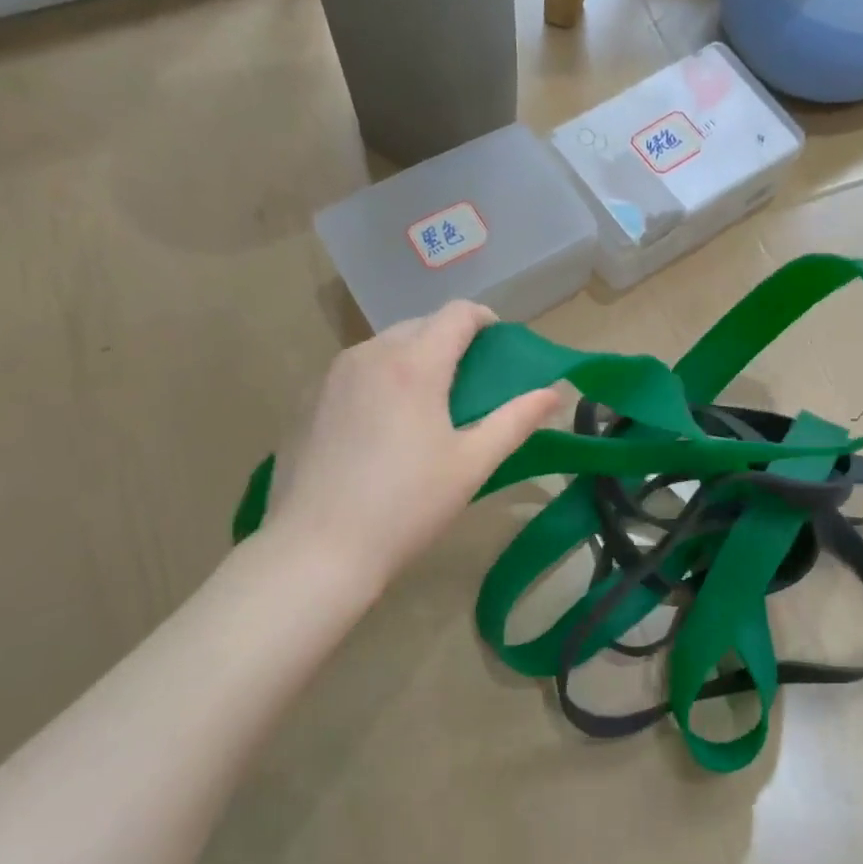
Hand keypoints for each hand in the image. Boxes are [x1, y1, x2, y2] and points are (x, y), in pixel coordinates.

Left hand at [263, 302, 561, 589]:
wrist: (317, 550)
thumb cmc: (407, 506)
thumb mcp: (473, 464)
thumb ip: (516, 420)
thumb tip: (555, 392)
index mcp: (414, 364)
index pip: (457, 313)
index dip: (485, 320)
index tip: (499, 345)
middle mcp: (369, 355)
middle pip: (419, 325)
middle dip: (450, 340)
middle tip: (469, 382)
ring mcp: (330, 376)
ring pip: (383, 347)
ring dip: (413, 359)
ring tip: (426, 404)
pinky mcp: (307, 401)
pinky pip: (354, 373)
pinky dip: (379, 381)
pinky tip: (381, 428)